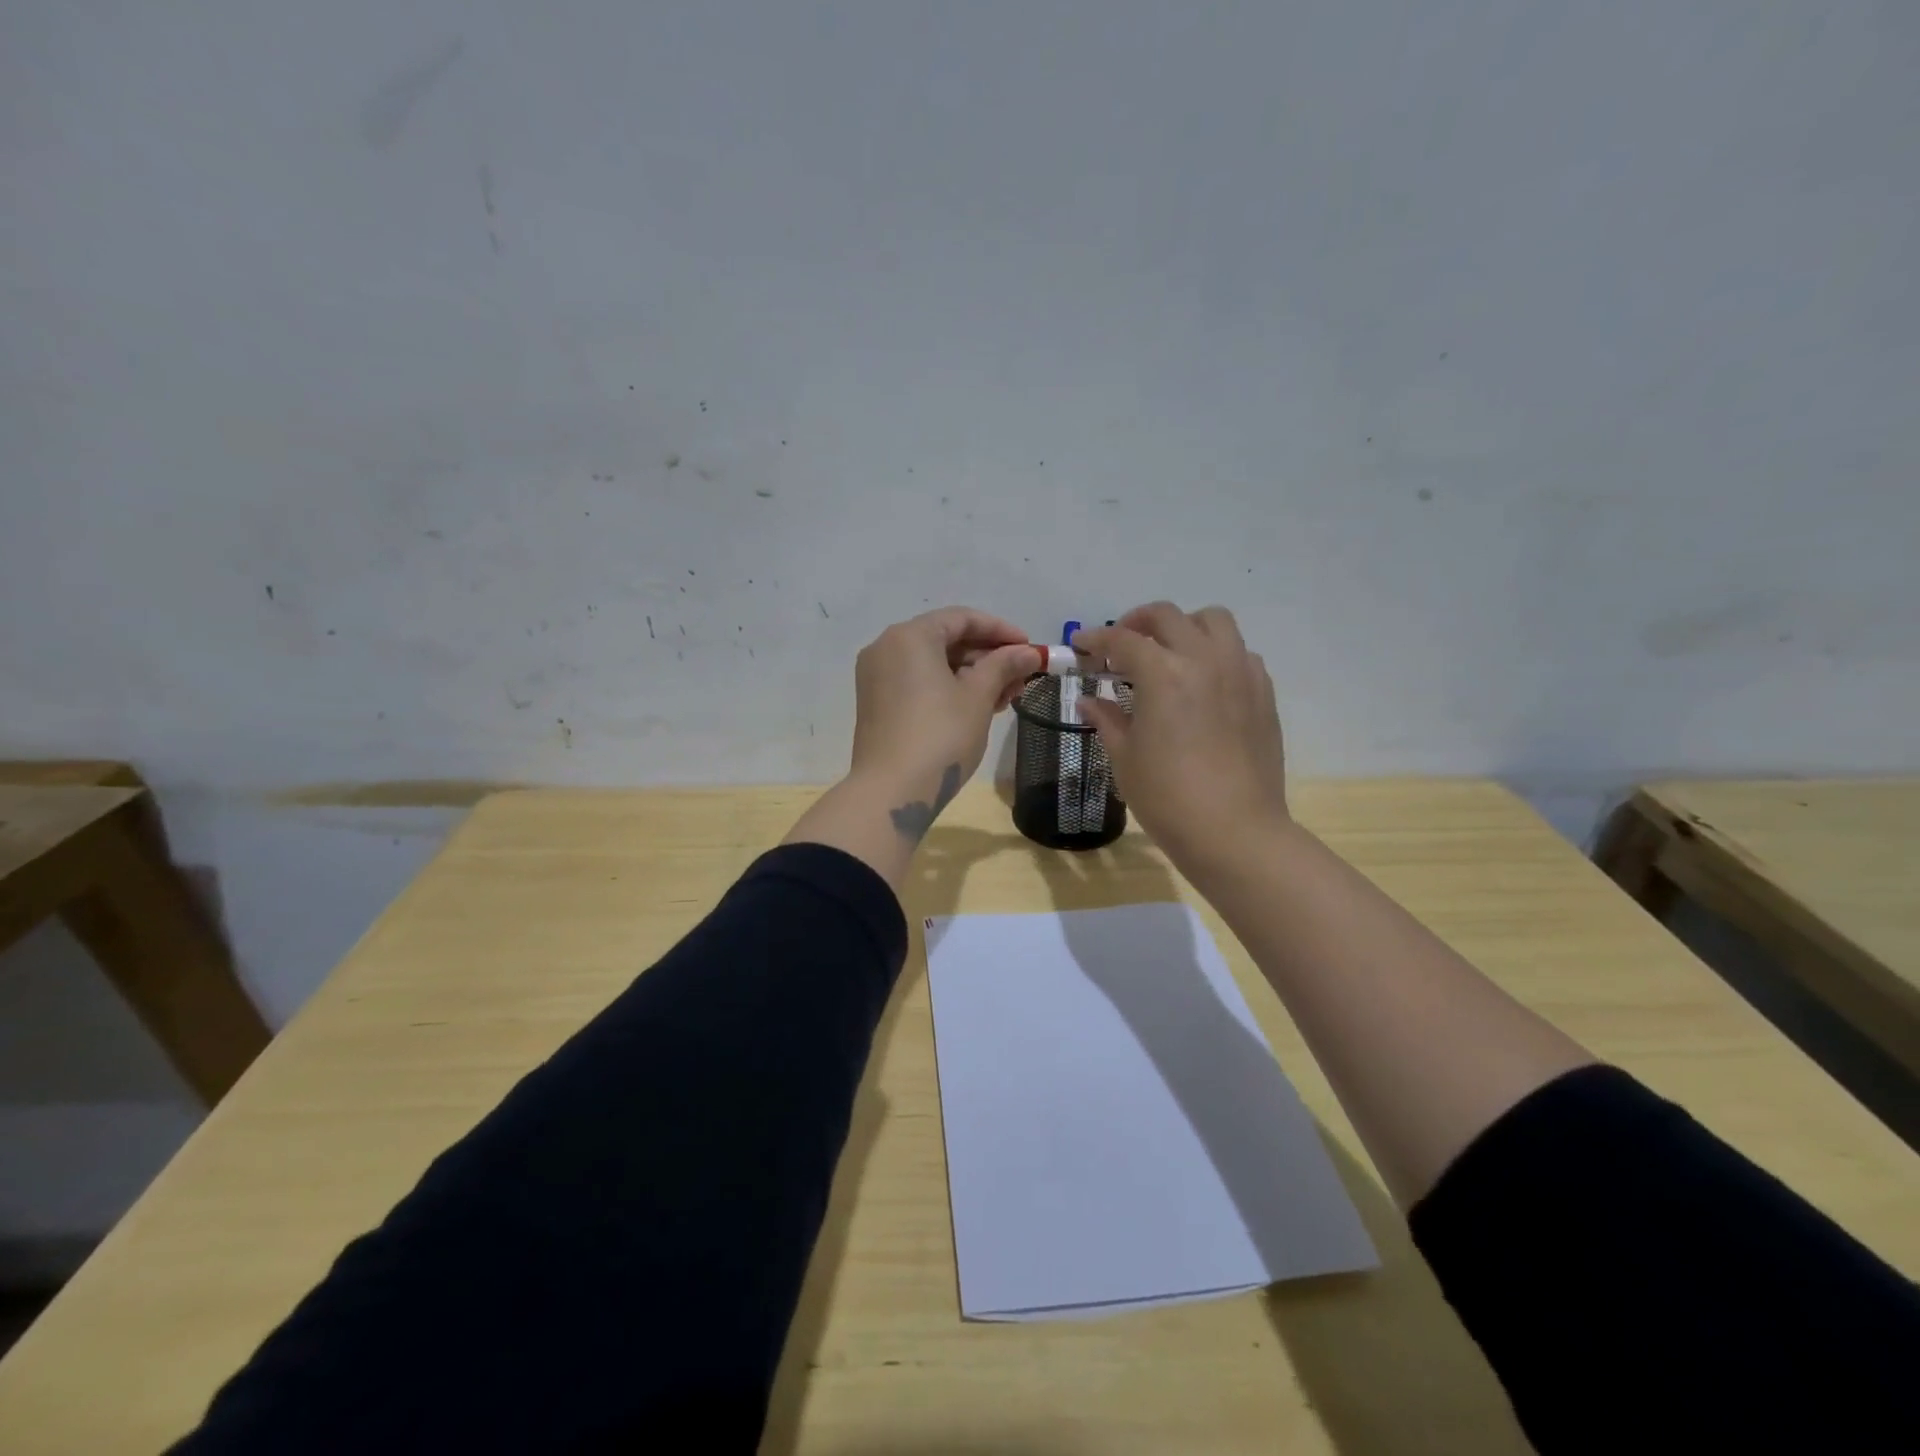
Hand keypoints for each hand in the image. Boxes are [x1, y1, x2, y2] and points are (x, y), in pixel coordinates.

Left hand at [848, 607, 1040, 835]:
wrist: (891, 792)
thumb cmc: (940, 736)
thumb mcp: (978, 697)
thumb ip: (1004, 666)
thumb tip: (1029, 652)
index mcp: (909, 636)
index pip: (961, 618)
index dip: (1000, 630)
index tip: (1030, 648)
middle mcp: (887, 648)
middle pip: (946, 640)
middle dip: (988, 657)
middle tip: (1022, 677)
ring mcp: (877, 677)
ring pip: (933, 664)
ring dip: (972, 675)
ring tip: (1007, 696)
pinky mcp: (877, 704)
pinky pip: (919, 683)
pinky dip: (949, 689)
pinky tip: (978, 707)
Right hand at [1072, 603, 1290, 877]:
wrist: (1235, 832)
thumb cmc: (1168, 798)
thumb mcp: (1125, 758)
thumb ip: (1107, 720)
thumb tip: (1088, 701)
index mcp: (1164, 674)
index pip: (1122, 640)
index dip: (1095, 639)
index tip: (1080, 646)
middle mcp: (1204, 660)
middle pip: (1168, 616)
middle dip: (1137, 622)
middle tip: (1119, 645)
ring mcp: (1240, 672)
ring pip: (1213, 621)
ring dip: (1184, 627)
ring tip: (1168, 652)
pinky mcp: (1263, 692)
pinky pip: (1240, 652)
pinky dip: (1216, 653)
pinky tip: (1203, 682)